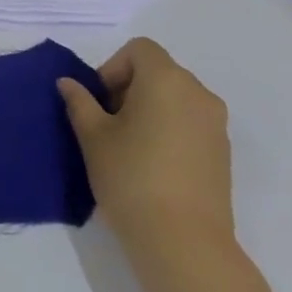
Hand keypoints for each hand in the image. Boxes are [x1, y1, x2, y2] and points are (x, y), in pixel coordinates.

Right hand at [59, 38, 232, 258]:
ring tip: (129, 145)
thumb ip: (79, 102)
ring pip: (175, 98)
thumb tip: (69, 83)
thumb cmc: (131, 175)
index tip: (100, 101)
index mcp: (166, 80)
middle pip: (159, 71)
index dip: (114, 67)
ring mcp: (216, 125)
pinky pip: (190, 123)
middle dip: (129, 88)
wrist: (183, 241)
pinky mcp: (223, 153)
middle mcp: (198, 94)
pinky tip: (152, 163)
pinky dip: (169, 129)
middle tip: (108, 123)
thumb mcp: (92, 135)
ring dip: (150, 109)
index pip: (139, 49)